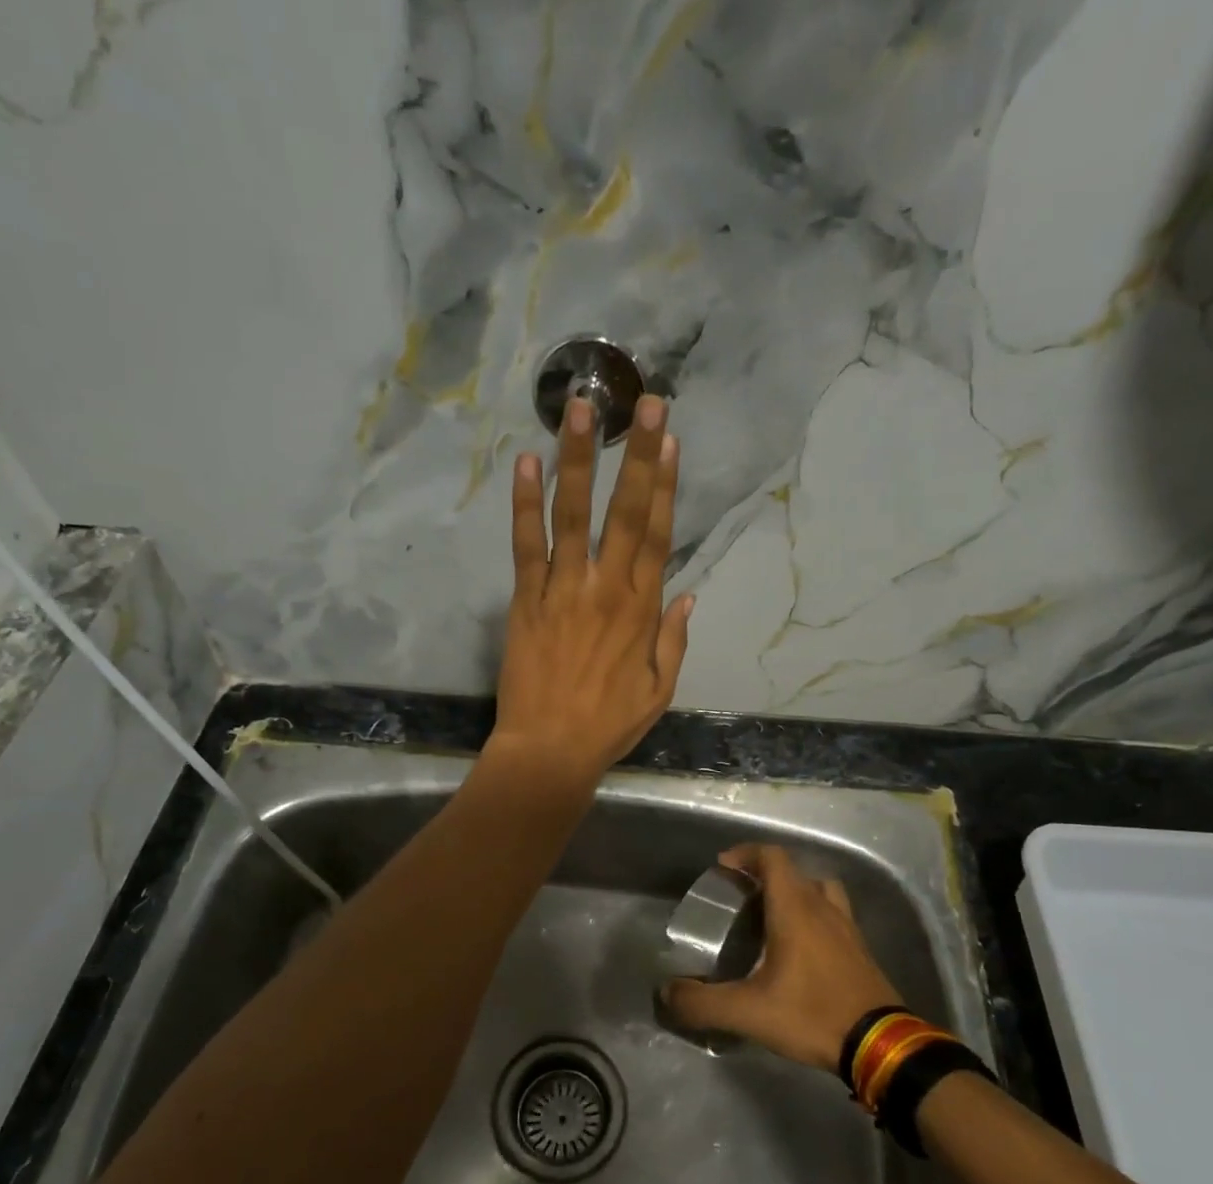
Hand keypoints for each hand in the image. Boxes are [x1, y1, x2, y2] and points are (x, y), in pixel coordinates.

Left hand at [489, 393, 692, 784]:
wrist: (549, 750)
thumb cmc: (607, 725)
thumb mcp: (660, 691)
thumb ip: (674, 640)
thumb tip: (687, 594)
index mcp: (642, 610)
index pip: (657, 535)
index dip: (665, 485)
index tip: (669, 440)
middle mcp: (606, 589)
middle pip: (625, 512)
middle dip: (636, 455)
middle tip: (644, 403)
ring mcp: (563, 590)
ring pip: (574, 516)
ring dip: (578, 460)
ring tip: (578, 410)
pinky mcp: (526, 600)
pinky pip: (525, 545)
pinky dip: (525, 504)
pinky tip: (525, 463)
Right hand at [662, 844, 905, 1071]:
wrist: (880, 1045)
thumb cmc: (812, 1014)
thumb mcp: (748, 1012)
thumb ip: (702, 1002)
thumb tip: (667, 993)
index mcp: (795, 909)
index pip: (772, 858)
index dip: (746, 854)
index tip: (723, 867)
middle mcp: (823, 908)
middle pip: (794, 872)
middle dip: (764, 875)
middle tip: (740, 897)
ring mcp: (847, 928)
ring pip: (820, 890)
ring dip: (795, 892)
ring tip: (772, 916)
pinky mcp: (860, 950)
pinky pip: (834, 915)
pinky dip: (814, 916)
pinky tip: (800, 949)